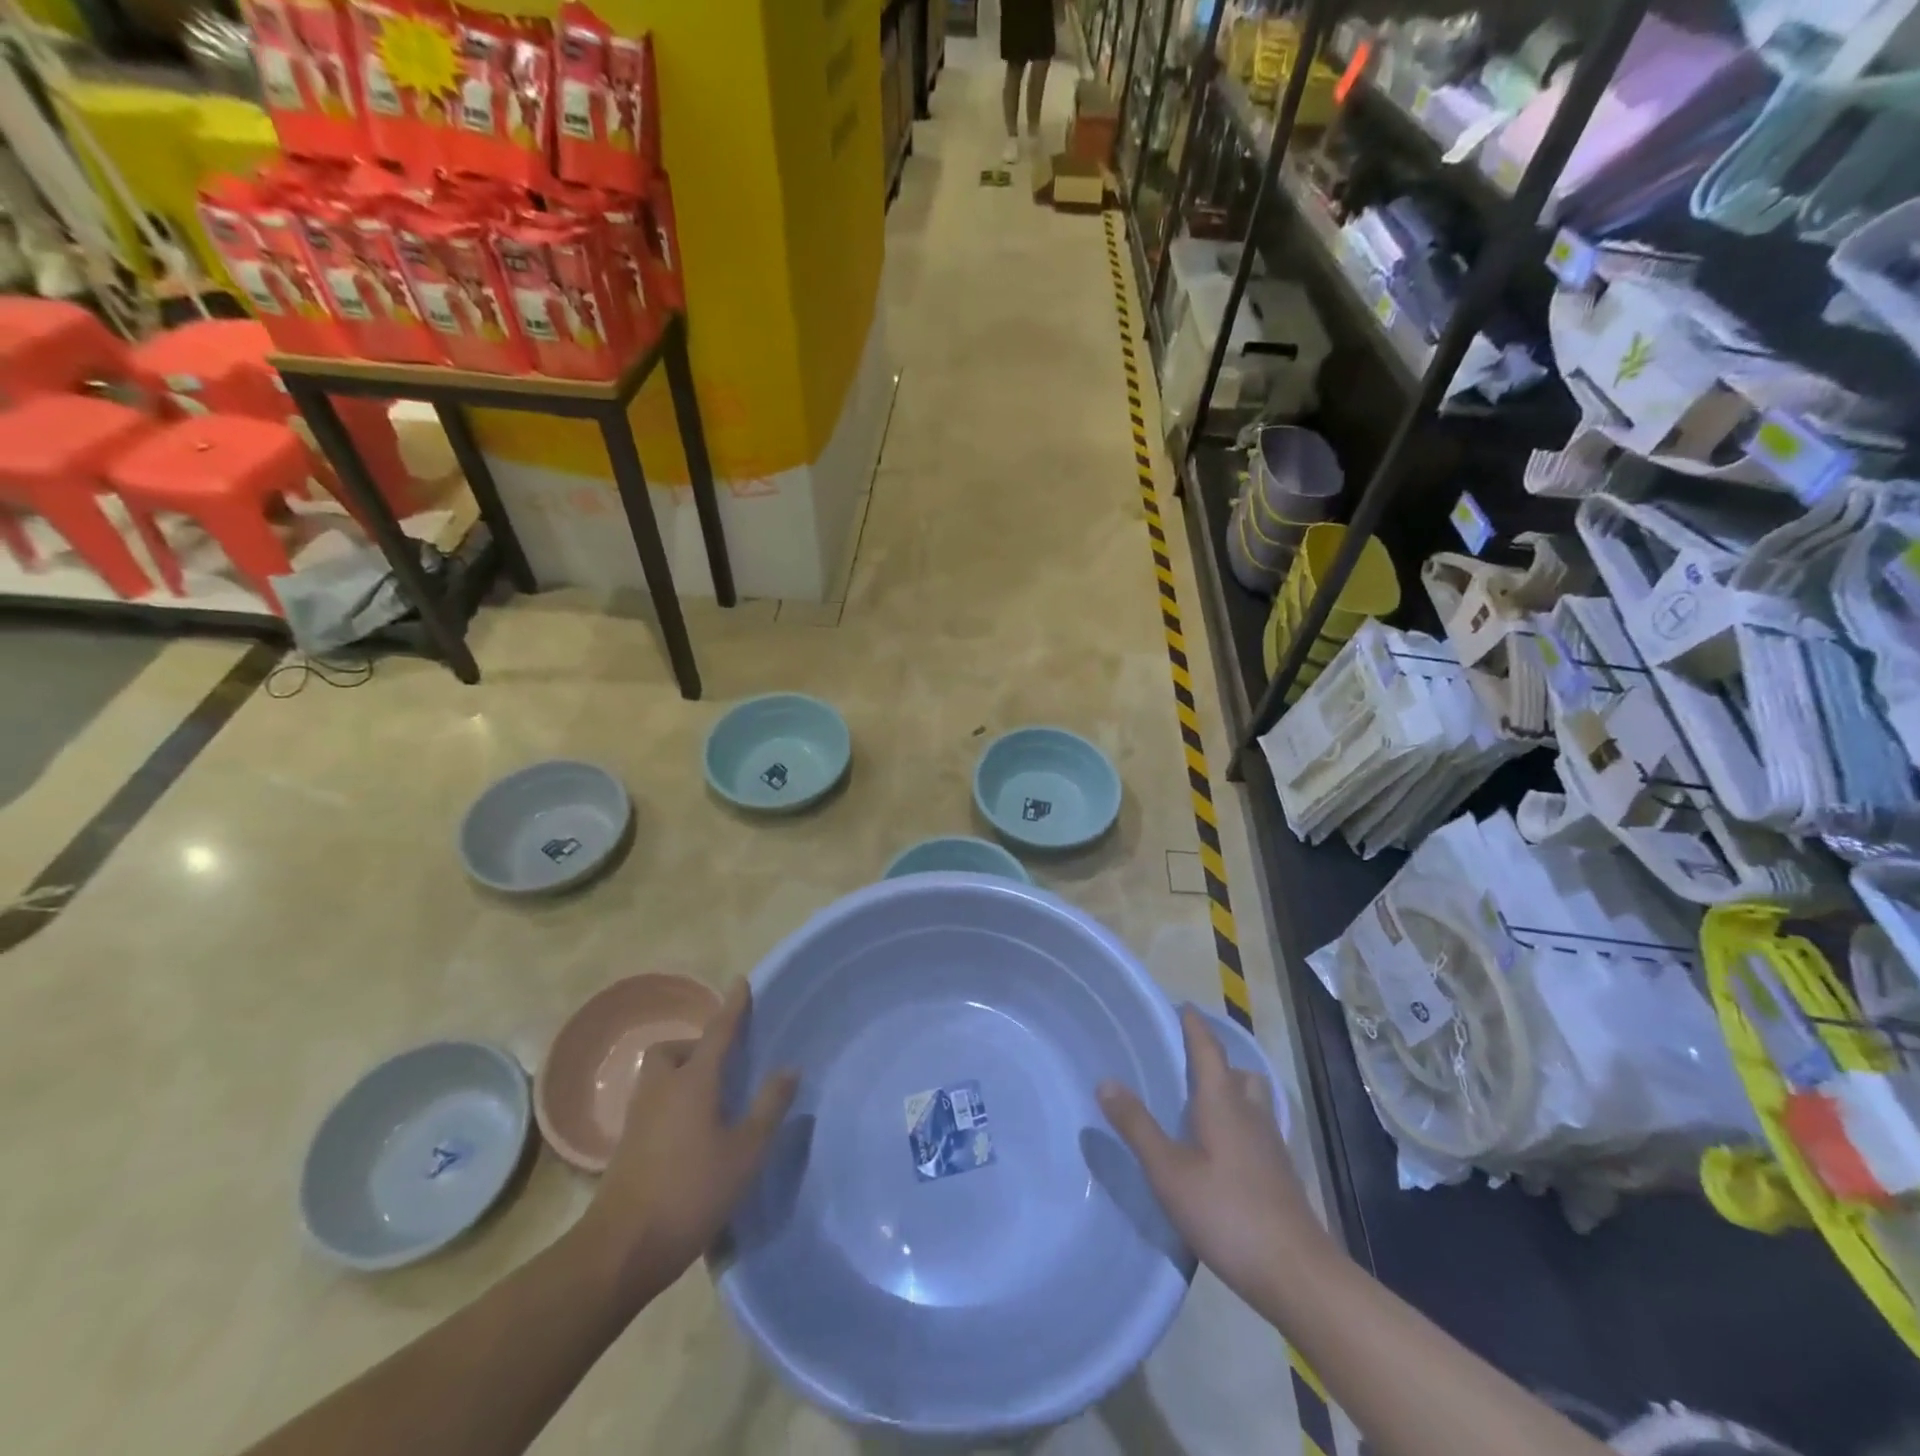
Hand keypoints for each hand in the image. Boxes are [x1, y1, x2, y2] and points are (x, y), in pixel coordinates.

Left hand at [576, 979, 797, 1302]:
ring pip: (659, 1077)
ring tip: (711, 1099)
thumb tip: (788, 1069)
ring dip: (682, 1074)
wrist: (621, 1249)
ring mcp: (639, 1117)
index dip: (733, 1007)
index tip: (742, 982)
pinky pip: (653, 1103)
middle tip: (723, 1064)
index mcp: (693, 1082)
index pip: (718, 1032)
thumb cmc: (691, 1192)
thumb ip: (768, 1107)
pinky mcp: (627, 1145)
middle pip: (673, 1050)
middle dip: (696, 1046)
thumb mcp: (745, 1152)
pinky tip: (691, 1131)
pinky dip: (672, 1101)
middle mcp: (661, 1089)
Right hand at [1098, 1006, 1327, 1305]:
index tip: (1182, 1006)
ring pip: (1251, 1101)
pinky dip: (1238, 1123)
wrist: (1297, 1274)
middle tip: (1184, 1062)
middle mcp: (1250, 1113)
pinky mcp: (1279, 1174)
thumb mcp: (1169, 1171)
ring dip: (1230, 1091)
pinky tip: (1219, 1150)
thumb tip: (1105, 1080)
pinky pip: (1256, 1128)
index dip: (1195, 1026)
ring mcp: (1270, 1144)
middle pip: (1236, 1072)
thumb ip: (1137, 1126)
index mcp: (1223, 1102)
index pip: (1209, 1049)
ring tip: (1199, 1104)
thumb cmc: (1228, 1213)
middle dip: (1214, 1060)